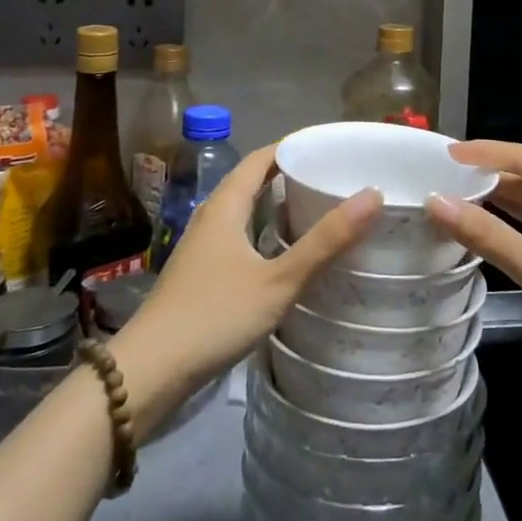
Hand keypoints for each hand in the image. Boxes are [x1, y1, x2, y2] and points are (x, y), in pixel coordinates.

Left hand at [109, 146, 379, 437]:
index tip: (330, 147)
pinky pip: (239, 237)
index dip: (294, 147)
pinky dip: (266, 233)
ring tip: (319, 211)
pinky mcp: (200, 275)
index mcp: (226, 205)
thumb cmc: (213, 316)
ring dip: (277, 205)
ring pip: (245, 212)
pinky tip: (286, 256)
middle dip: (290, 175)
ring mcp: (202, 247)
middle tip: (333, 179)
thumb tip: (373, 195)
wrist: (148, 373)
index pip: (262, 158)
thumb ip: (325, 241)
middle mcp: (211, 217)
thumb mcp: (278, 281)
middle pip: (253, 182)